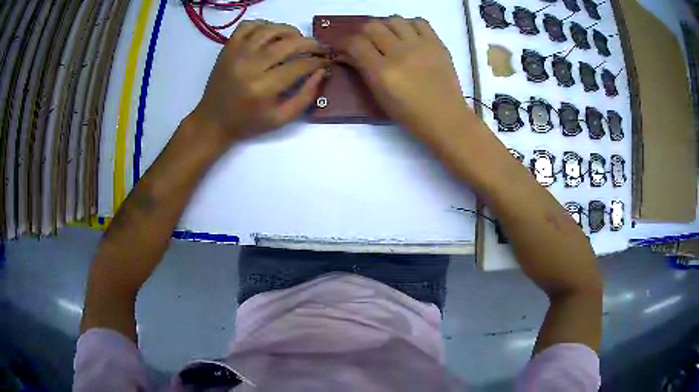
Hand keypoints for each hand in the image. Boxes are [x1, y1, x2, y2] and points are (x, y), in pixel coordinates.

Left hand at [191, 20, 328, 143]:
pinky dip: (264, 25)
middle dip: (310, 43)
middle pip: (288, 43)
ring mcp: (237, 53)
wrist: (213, 121)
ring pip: (270, 29)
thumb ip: (306, 96)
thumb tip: (322, 71)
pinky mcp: (228, 47)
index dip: (318, 61)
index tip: (326, 61)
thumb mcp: (281, 119)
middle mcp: (249, 66)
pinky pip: (249, 25)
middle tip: (319, 48)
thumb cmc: (248, 123)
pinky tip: (271, 35)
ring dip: (290, 31)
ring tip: (297, 40)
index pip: (299, 65)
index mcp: (263, 88)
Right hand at [338, 17, 468, 142]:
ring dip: (386, 26)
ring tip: (390, 37)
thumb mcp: (380, 97)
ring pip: (394, 19)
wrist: (446, 117)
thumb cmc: (410, 114)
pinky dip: (409, 25)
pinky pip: (419, 22)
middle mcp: (400, 54)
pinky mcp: (437, 44)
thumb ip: (363, 71)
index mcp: (383, 72)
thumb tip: (348, 54)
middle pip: (373, 26)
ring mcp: (420, 46)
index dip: (344, 42)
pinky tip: (409, 36)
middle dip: (363, 33)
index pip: (356, 44)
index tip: (344, 46)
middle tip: (367, 42)